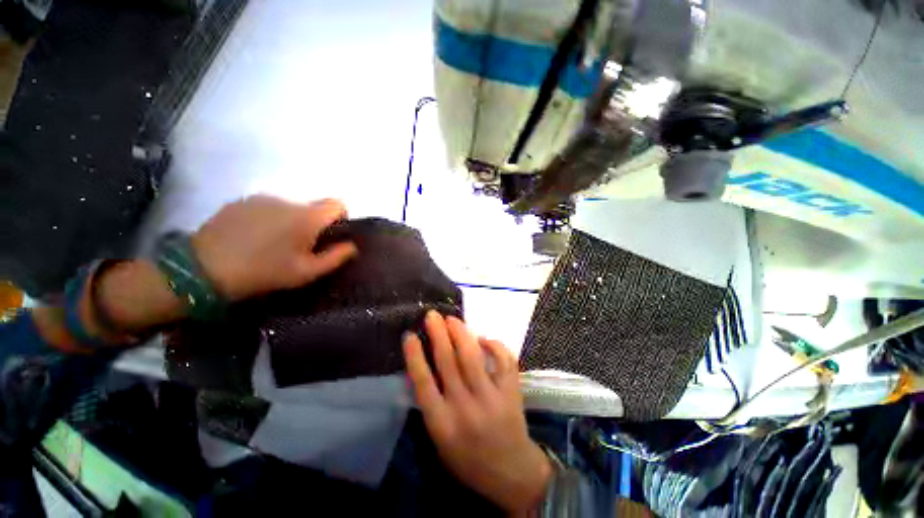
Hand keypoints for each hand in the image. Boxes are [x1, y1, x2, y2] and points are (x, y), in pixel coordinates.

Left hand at [191, 195, 357, 300]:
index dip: (341, 217)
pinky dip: (269, 219)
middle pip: (312, 207)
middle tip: (300, 247)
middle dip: (313, 224)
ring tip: (273, 244)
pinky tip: (254, 238)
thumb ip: (335, 257)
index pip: (337, 203)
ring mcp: (261, 198)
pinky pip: (267, 207)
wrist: (203, 268)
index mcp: (307, 217)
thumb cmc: (264, 272)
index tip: (332, 235)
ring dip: (290, 221)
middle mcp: (287, 200)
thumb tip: (352, 246)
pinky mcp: (240, 201)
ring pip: (289, 207)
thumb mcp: (306, 272)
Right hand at [403, 311, 551, 513]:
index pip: (423, 382)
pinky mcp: (510, 392)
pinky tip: (483, 338)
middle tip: (432, 315)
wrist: (512, 474)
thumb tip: (426, 368)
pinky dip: (493, 345)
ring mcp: (490, 398)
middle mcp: (464, 407)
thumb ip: (432, 407)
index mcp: (442, 423)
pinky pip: (503, 360)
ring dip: (460, 333)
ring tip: (452, 319)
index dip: (414, 356)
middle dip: (438, 334)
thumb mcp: (440, 441)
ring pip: (471, 357)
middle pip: (447, 362)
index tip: (409, 335)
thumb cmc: (469, 460)